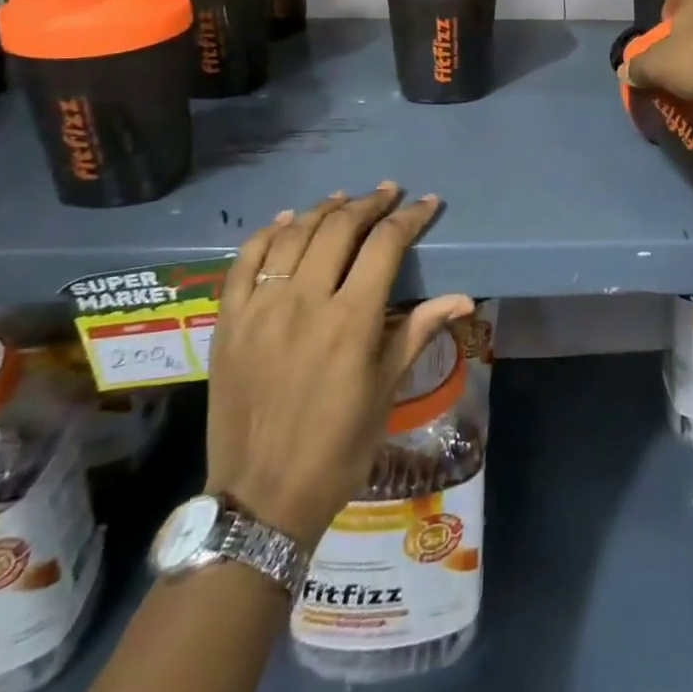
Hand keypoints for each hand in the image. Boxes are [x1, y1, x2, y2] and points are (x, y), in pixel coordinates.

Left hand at [204, 184, 472, 549]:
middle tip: (388, 194)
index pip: (385, 245)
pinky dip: (268, 233)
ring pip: (293, 235)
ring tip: (345, 200)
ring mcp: (260, 309)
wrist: (261, 498)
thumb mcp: (386, 390)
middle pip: (339, 228)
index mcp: (351, 321)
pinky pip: (245, 261)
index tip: (427, 203)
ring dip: (323, 210)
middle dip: (370, 204)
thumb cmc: (337, 447)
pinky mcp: (228, 321)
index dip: (409, 217)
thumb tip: (464, 298)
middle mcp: (305, 302)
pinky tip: (286, 221)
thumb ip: (418, 331)